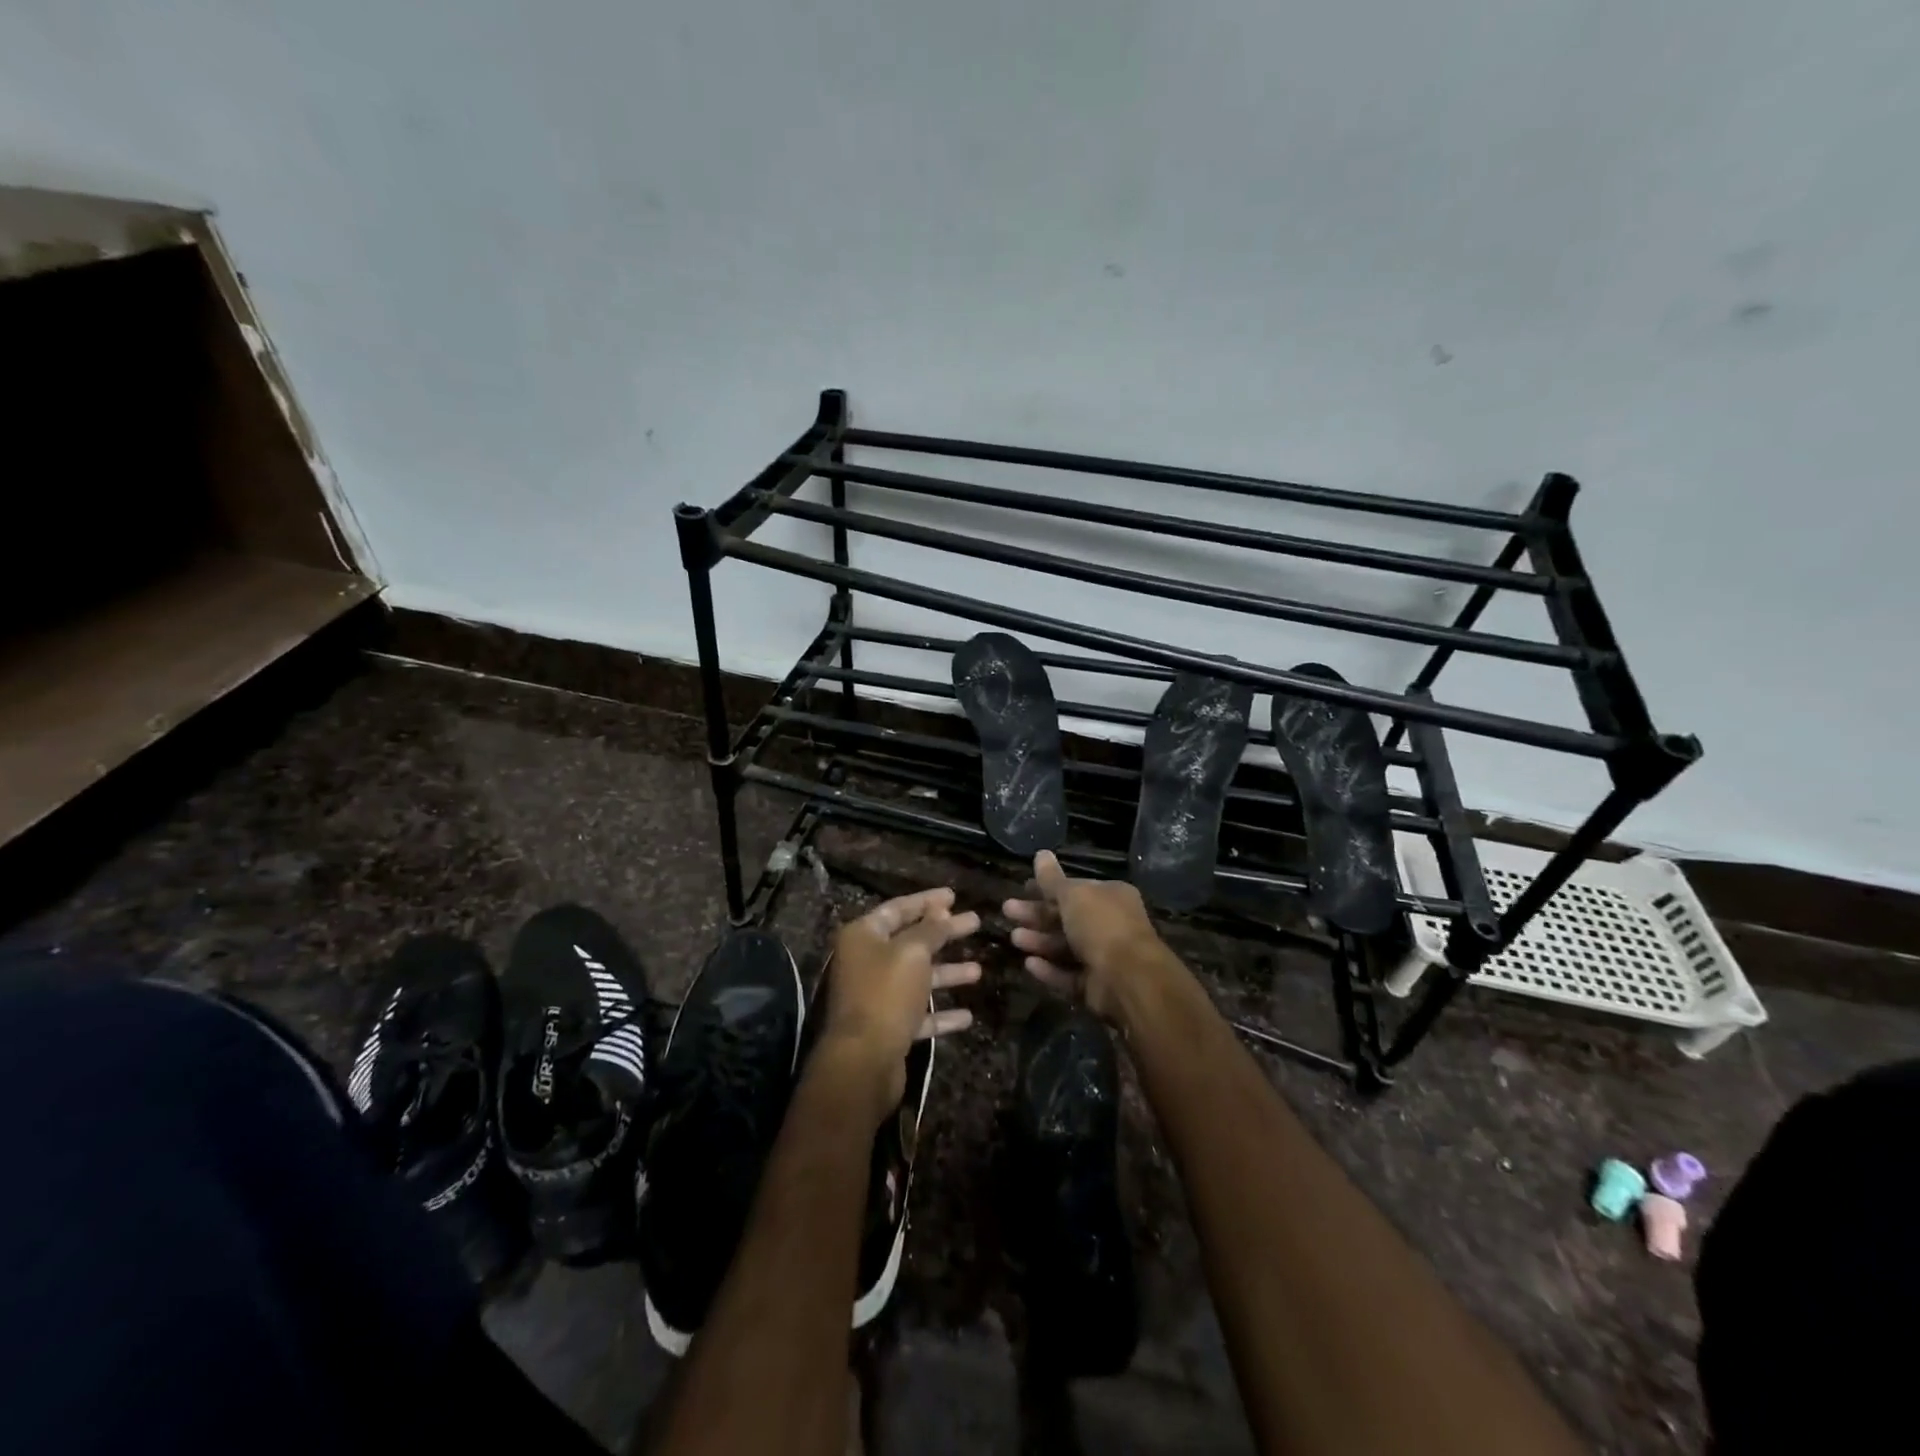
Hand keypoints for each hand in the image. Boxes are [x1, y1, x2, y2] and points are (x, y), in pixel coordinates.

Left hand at [819, 888, 980, 1123]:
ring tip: (979, 970)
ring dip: (947, 973)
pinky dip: (941, 1014)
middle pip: (911, 942)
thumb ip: (930, 929)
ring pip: (917, 978)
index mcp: (863, 936)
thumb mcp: (912, 953)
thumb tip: (941, 910)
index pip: (899, 908)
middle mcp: (866, 962)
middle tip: (975, 923)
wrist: (864, 1060)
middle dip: (944, 934)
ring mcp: (876, 996)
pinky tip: (968, 1016)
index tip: (955, 896)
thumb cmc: (886, 994)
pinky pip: (918, 1013)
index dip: (927, 901)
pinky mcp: (887, 1027)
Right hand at [1003, 850, 1172, 1022]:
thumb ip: (1052, 879)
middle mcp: (1110, 924)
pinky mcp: (1096, 986)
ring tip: (1014, 938)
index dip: (1048, 888)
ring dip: (1039, 941)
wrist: (1128, 978)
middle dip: (1036, 915)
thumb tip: (1040, 853)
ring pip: (1065, 947)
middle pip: (1066, 917)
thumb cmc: (1101, 925)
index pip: (1075, 889)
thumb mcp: (1074, 895)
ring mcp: (1104, 957)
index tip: (1022, 888)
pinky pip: (1068, 976)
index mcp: (1111, 897)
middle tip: (1008, 911)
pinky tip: (1029, 964)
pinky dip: (1049, 970)